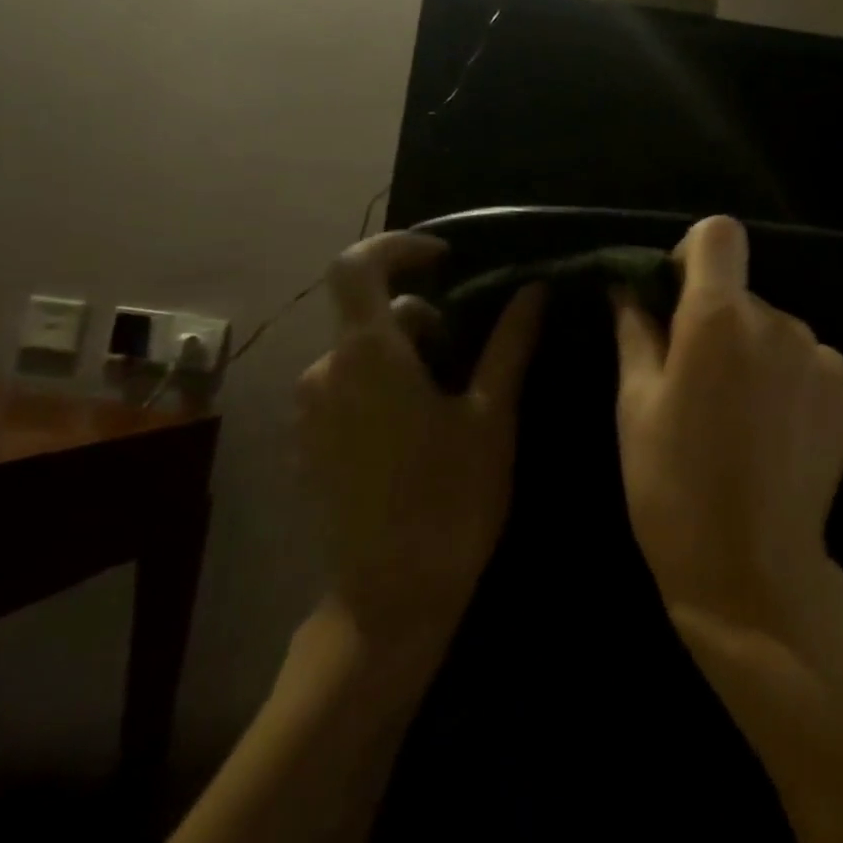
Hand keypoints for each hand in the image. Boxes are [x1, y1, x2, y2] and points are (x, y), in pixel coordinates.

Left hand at [296, 231, 544, 648]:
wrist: (390, 594)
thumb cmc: (452, 498)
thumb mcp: (492, 416)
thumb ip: (509, 344)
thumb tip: (533, 290)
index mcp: (369, 357)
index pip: (359, 266)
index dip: (400, 248)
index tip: (447, 258)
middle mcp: (325, 373)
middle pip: (370, 315)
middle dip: (424, 317)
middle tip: (476, 351)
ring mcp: (311, 411)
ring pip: (362, 354)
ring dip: (408, 354)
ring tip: (457, 396)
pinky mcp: (310, 444)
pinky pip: (348, 388)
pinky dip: (385, 383)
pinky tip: (423, 428)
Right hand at [612, 216, 842, 635]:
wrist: (752, 569)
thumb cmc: (672, 487)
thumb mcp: (635, 405)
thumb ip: (635, 330)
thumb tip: (629, 285)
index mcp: (720, 318)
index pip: (719, 234)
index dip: (694, 255)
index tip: (677, 299)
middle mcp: (780, 322)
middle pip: (745, 293)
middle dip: (718, 321)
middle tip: (697, 385)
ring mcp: (823, 357)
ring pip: (777, 331)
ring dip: (756, 355)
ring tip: (738, 419)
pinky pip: (809, 364)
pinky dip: (789, 382)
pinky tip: (774, 435)